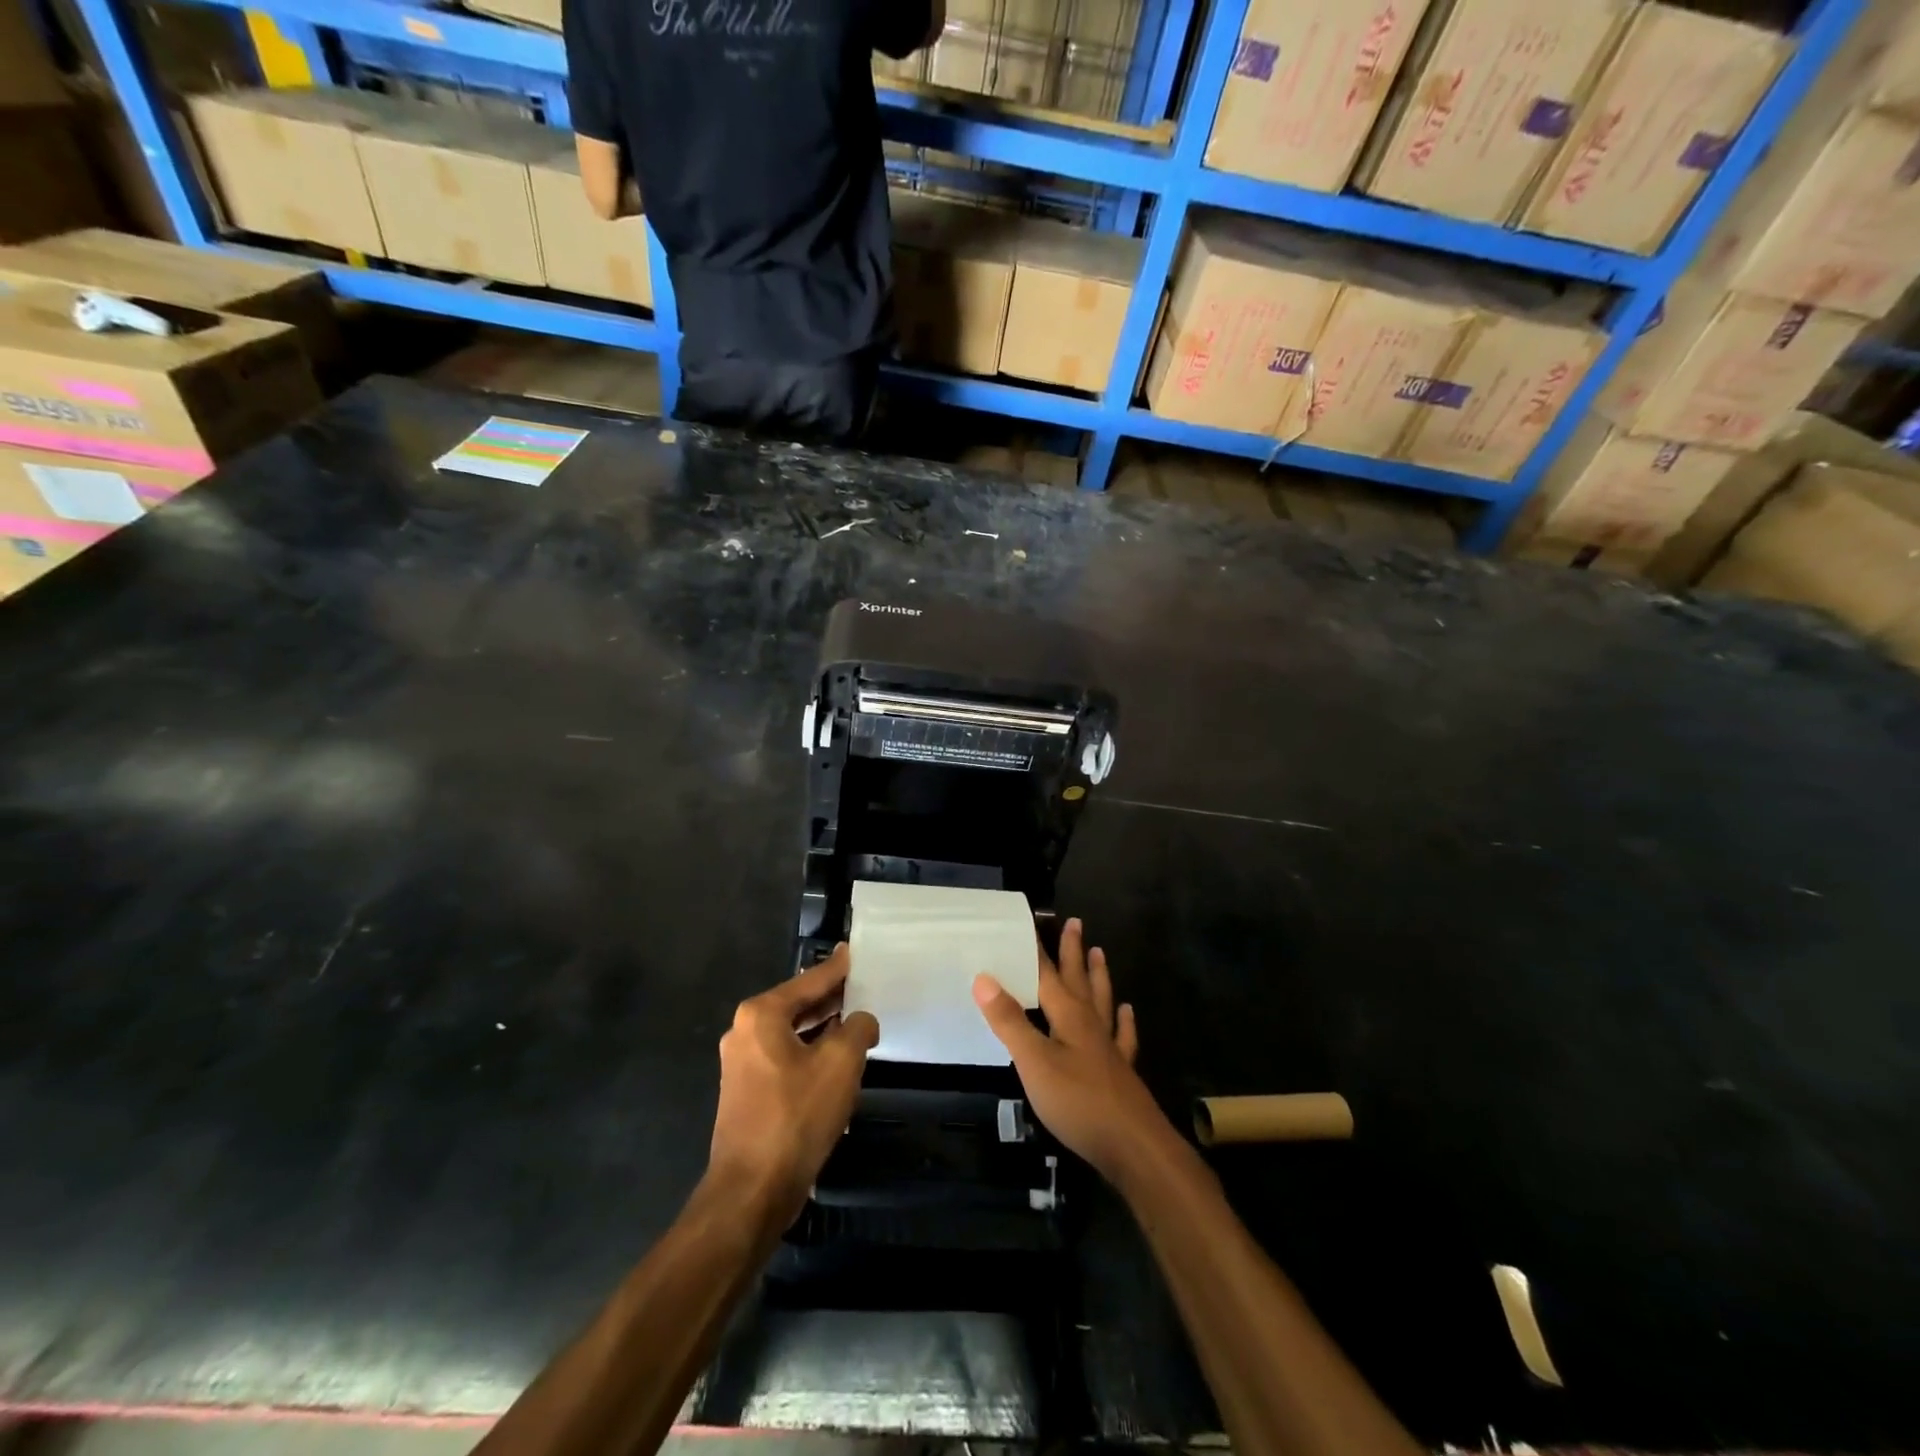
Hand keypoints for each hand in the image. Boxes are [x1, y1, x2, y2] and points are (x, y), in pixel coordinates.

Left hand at [709, 945, 878, 1230]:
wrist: (751, 1191)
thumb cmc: (795, 1116)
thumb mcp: (840, 1063)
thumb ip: (857, 1028)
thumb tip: (861, 1021)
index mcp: (761, 1015)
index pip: (809, 981)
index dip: (837, 968)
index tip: (853, 952)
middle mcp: (745, 1032)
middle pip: (798, 1004)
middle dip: (831, 997)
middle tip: (863, 984)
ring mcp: (742, 1064)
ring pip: (792, 1033)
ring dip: (823, 1028)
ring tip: (857, 1019)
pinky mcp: (747, 1092)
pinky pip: (786, 1058)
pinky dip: (810, 1052)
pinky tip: (836, 1060)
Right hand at [973, 919, 1173, 1184]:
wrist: (1134, 1146)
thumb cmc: (1078, 1102)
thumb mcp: (1034, 1062)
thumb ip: (1009, 1021)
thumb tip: (983, 977)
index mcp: (1069, 1016)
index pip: (1048, 974)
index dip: (1037, 950)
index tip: (1031, 922)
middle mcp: (1091, 1024)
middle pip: (1079, 980)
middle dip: (1073, 952)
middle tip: (1075, 923)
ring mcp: (1109, 1048)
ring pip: (1102, 1001)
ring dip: (1098, 976)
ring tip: (1100, 953)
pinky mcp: (1121, 1072)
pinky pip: (1122, 1036)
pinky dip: (1124, 1021)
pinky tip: (1127, 1013)